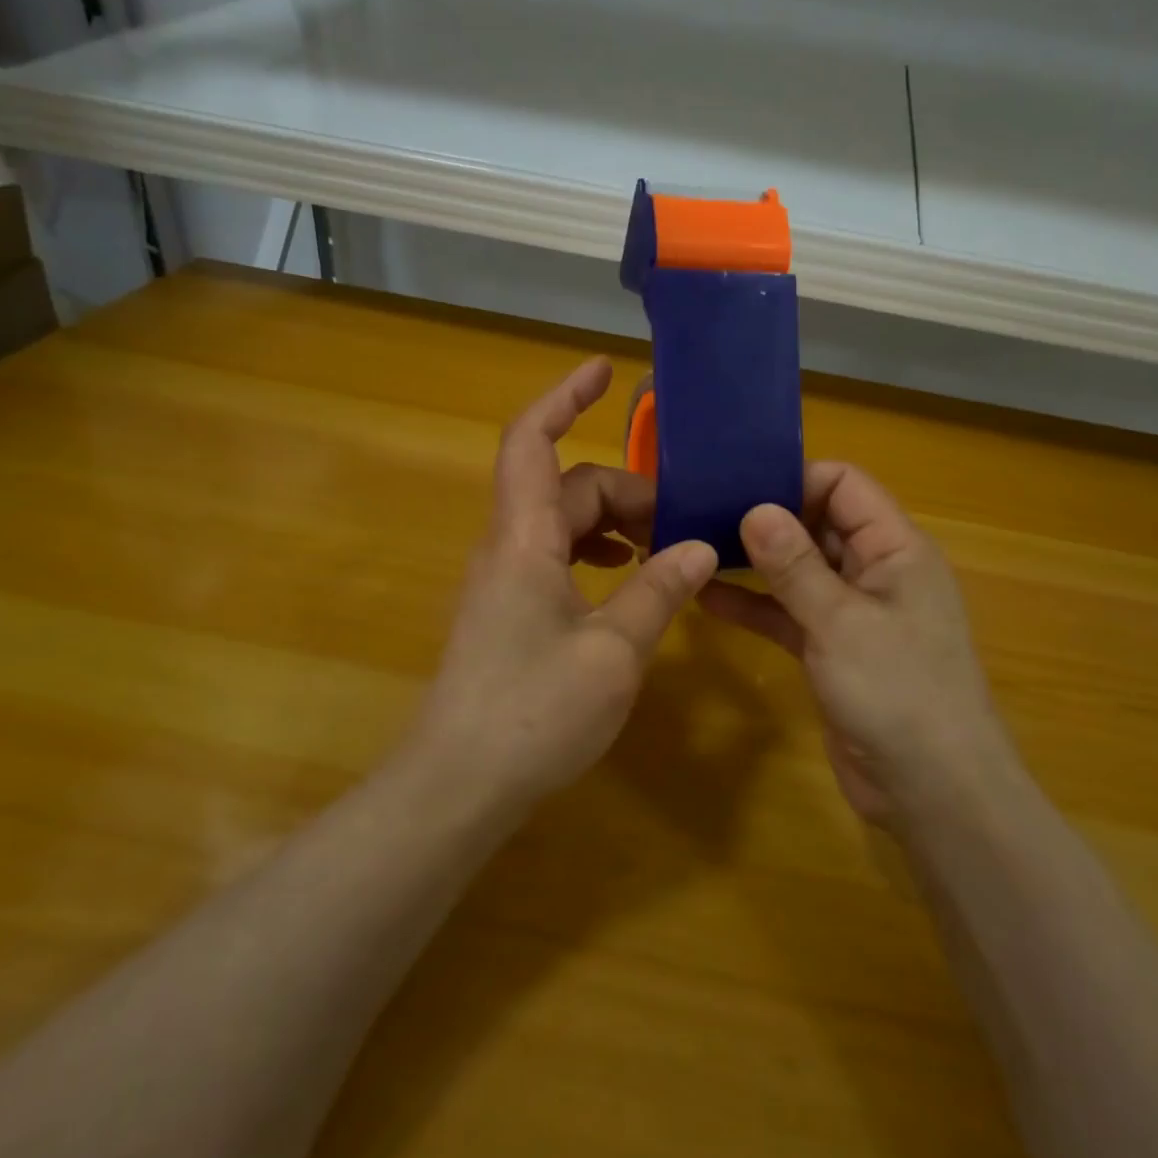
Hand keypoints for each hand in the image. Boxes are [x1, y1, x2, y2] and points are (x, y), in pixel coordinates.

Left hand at [414, 358, 718, 803]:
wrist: (456, 786)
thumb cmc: (533, 713)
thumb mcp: (614, 651)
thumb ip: (658, 591)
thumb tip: (701, 548)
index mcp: (524, 539)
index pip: (532, 442)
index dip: (564, 398)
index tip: (604, 371)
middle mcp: (507, 547)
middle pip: (567, 488)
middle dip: (627, 492)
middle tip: (686, 524)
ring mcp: (504, 581)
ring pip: (563, 524)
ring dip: (613, 525)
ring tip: (664, 550)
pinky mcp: (508, 612)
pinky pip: (556, 558)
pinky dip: (596, 555)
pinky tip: (628, 582)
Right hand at [700, 462, 1009, 824]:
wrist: (934, 792)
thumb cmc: (898, 692)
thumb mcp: (840, 621)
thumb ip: (795, 565)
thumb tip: (755, 508)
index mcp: (895, 548)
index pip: (844, 485)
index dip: (795, 478)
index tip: (738, 486)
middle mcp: (876, 571)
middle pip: (818, 523)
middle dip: (766, 518)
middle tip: (703, 513)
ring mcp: (854, 613)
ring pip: (799, 571)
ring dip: (755, 562)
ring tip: (696, 549)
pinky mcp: (833, 650)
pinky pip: (790, 614)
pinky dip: (756, 606)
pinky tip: (708, 599)